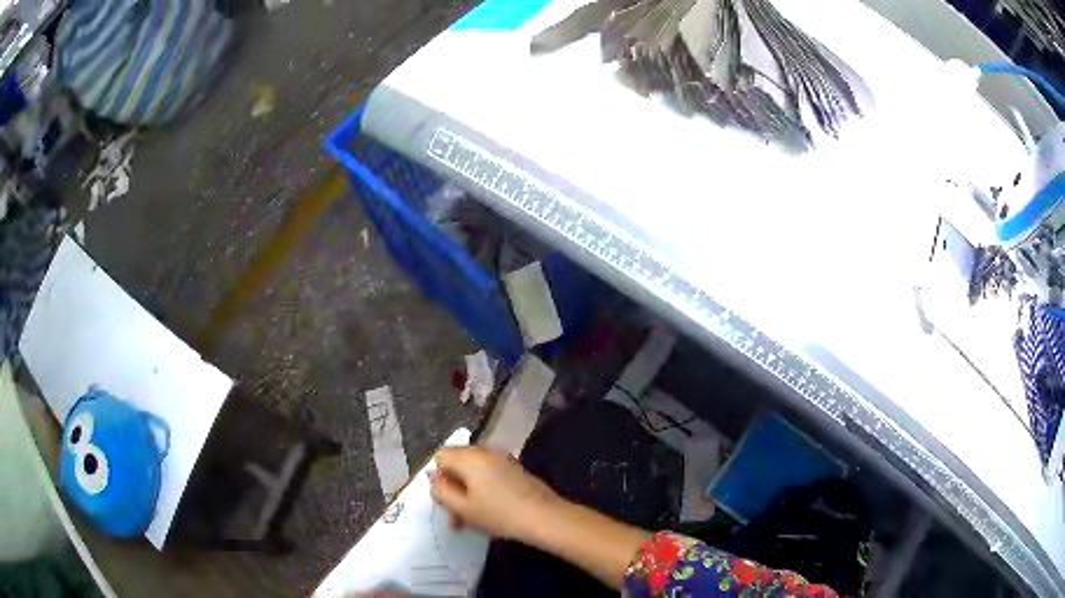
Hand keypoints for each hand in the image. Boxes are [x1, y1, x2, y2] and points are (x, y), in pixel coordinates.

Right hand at [430, 446, 559, 541]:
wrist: (545, 517)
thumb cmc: (499, 514)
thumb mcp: (462, 508)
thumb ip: (441, 491)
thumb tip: (433, 478)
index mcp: (470, 457)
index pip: (440, 457)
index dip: (438, 480)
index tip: (445, 503)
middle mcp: (485, 452)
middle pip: (458, 464)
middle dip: (453, 489)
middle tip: (456, 518)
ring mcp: (503, 459)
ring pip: (474, 473)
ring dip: (468, 494)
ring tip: (471, 521)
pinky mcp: (515, 469)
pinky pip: (490, 475)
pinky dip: (484, 490)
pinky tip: (489, 513)